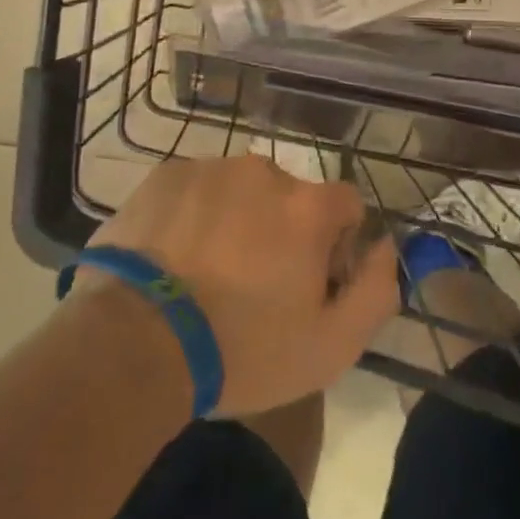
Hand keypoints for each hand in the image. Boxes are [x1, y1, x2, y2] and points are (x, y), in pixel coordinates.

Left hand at [77, 156, 397, 416]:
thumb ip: (376, 289)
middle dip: (283, 231)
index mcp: (307, 206)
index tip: (311, 282)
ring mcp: (209, 169)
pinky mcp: (165, 176)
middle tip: (253, 284)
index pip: (346, 205)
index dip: (337, 244)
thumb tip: (384, 247)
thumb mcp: (331, 346)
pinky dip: (195, 215)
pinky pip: (196, 190)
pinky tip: (174, 258)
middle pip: (290, 197)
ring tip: (206, 273)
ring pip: (240, 191)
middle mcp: (263, 172)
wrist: (135, 342)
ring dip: (237, 220)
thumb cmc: (242, 349)